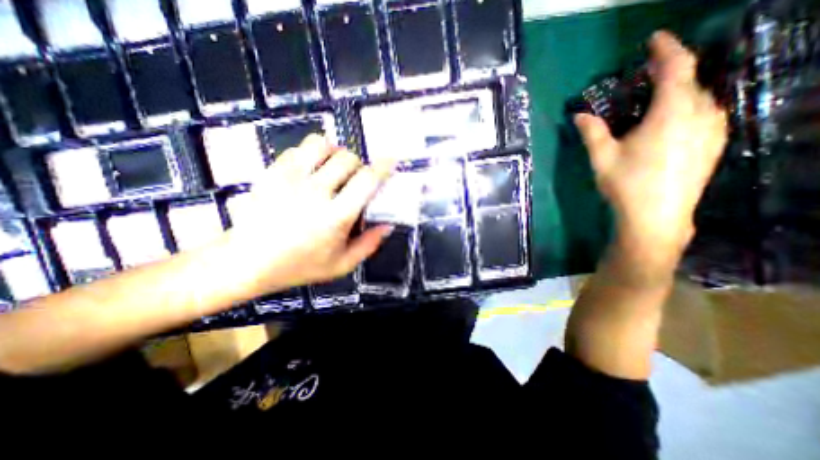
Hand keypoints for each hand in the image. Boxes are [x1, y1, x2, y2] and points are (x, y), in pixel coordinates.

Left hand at [218, 134, 397, 297]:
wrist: (247, 261)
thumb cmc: (299, 266)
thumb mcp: (341, 264)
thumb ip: (369, 245)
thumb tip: (388, 225)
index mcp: (336, 216)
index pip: (366, 181)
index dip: (383, 167)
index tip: (391, 160)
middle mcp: (315, 192)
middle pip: (348, 159)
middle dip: (359, 166)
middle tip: (355, 180)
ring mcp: (290, 178)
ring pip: (323, 145)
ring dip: (336, 154)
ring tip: (334, 169)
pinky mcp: (273, 172)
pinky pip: (300, 148)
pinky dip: (313, 154)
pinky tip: (312, 171)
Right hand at [576, 31, 729, 259]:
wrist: (656, 217)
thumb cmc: (626, 184)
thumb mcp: (602, 157)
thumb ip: (592, 132)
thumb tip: (578, 114)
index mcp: (671, 113)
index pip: (676, 67)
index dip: (666, 49)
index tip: (653, 39)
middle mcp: (700, 114)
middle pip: (689, 82)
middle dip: (669, 74)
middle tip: (643, 80)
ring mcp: (712, 130)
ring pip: (699, 98)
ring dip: (677, 93)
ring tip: (654, 102)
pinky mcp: (713, 145)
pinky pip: (704, 114)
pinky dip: (687, 109)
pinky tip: (670, 124)